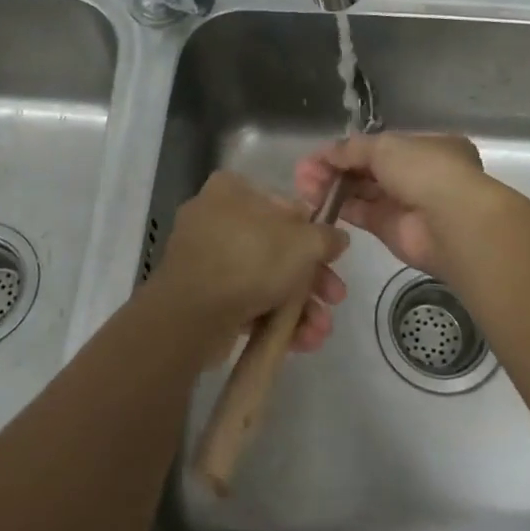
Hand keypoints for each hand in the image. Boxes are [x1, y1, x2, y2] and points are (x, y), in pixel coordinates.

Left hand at [147, 171, 348, 358]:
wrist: (192, 315)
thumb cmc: (250, 260)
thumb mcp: (304, 242)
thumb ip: (326, 237)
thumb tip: (337, 239)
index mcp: (231, 190)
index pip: (283, 205)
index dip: (313, 233)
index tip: (332, 258)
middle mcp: (213, 218)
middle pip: (277, 247)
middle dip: (311, 279)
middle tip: (334, 299)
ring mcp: (204, 259)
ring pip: (264, 278)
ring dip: (298, 305)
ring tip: (319, 332)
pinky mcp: (200, 296)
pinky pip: (245, 301)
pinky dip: (272, 318)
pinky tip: (300, 341)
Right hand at [294, 133, 492, 276]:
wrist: (451, 223)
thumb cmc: (425, 170)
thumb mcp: (385, 146)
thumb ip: (352, 149)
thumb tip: (326, 153)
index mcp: (427, 146)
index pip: (382, 145)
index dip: (349, 148)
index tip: (319, 154)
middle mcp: (419, 174)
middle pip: (369, 169)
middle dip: (336, 168)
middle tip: (303, 172)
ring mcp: (407, 204)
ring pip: (363, 192)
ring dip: (334, 187)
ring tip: (302, 185)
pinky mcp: (393, 231)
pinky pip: (363, 214)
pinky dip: (341, 207)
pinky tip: (316, 201)